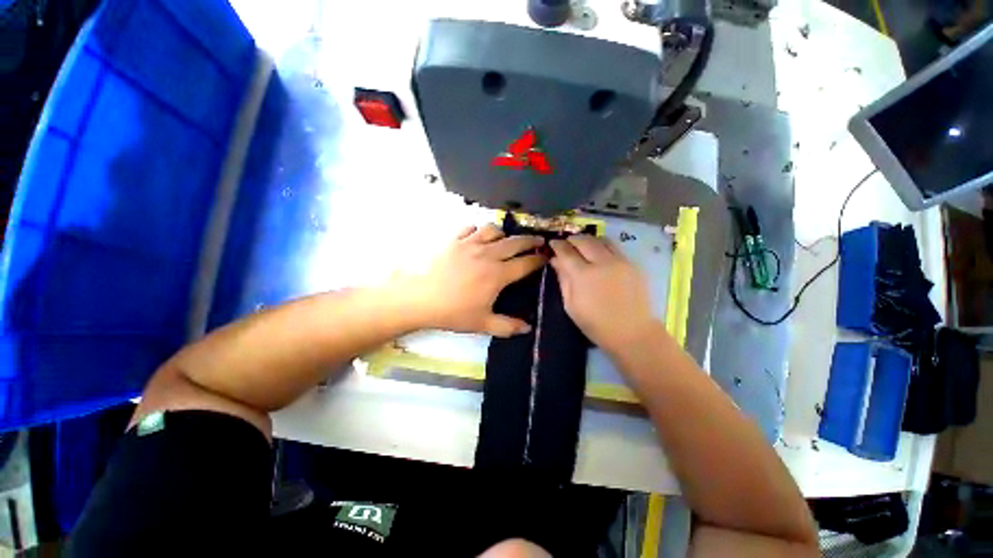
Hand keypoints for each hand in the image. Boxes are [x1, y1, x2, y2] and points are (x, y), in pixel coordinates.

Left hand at [400, 225, 545, 336]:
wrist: (419, 299)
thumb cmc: (453, 312)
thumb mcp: (482, 324)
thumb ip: (507, 326)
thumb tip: (528, 328)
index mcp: (498, 274)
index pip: (525, 263)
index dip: (538, 259)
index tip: (546, 257)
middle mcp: (488, 254)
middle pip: (515, 242)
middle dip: (530, 240)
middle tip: (538, 240)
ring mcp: (470, 244)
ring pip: (494, 230)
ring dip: (504, 234)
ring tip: (505, 240)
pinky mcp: (454, 240)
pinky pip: (470, 228)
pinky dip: (478, 230)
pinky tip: (477, 237)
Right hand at [550, 235, 658, 351]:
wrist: (632, 332)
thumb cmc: (596, 324)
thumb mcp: (570, 305)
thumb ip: (563, 280)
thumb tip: (556, 261)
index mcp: (583, 275)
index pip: (566, 252)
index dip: (557, 245)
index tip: (552, 243)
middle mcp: (602, 262)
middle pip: (584, 241)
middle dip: (572, 239)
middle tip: (566, 243)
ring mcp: (620, 261)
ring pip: (601, 240)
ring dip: (588, 239)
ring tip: (582, 245)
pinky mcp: (632, 264)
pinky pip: (615, 247)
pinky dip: (603, 245)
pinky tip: (599, 253)